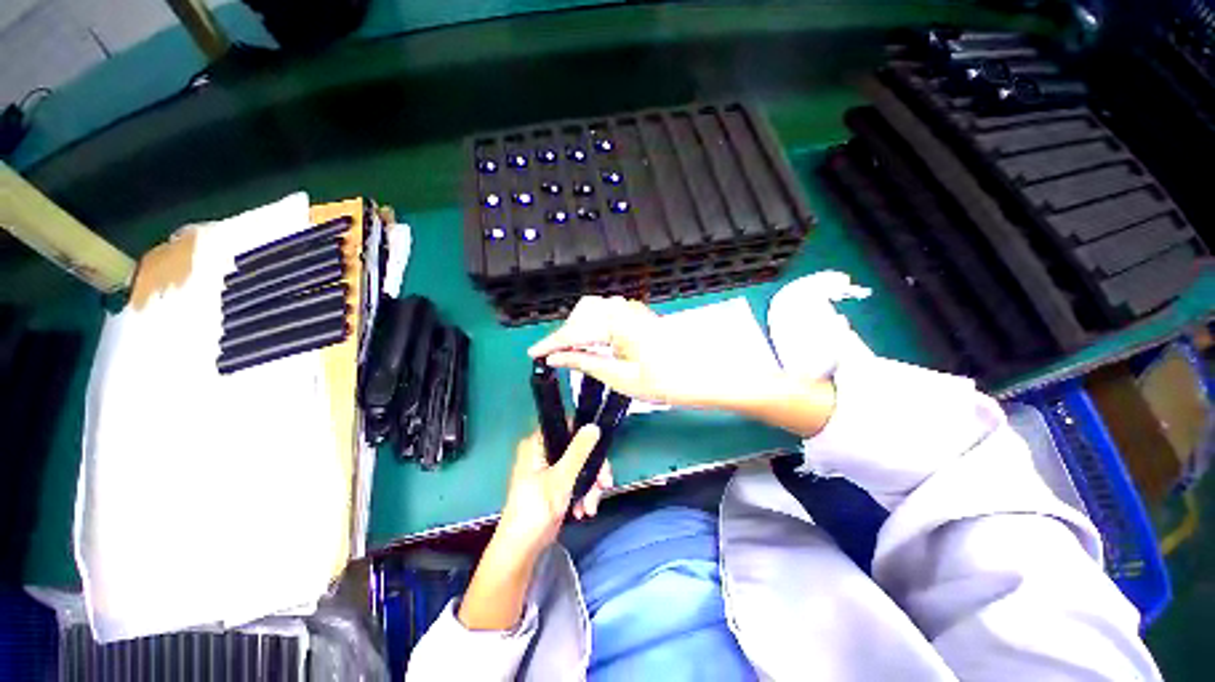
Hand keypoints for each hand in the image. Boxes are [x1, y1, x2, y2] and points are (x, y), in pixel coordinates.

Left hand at [496, 426, 608, 557]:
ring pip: (581, 467)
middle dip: (593, 470)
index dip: (585, 434)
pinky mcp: (557, 485)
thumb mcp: (561, 478)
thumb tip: (593, 426)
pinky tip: (584, 511)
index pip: (566, 426)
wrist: (522, 548)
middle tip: (604, 484)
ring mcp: (551, 470)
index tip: (600, 449)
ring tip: (590, 507)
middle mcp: (544, 452)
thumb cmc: (536, 509)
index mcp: (538, 444)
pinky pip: (577, 481)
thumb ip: (579, 451)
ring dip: (590, 487)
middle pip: (579, 449)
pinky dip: (584, 495)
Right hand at [530, 296, 837, 436]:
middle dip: (567, 332)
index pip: (576, 330)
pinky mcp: (638, 316)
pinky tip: (593, 344)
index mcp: (618, 323)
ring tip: (571, 352)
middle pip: (583, 312)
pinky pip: (607, 315)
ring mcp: (633, 310)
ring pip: (594, 311)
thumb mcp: (621, 378)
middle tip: (556, 356)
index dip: (553, 342)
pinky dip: (594, 328)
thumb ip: (586, 363)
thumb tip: (557, 359)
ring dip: (580, 329)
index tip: (535, 355)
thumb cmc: (666, 382)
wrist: (704, 376)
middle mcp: (624, 309)